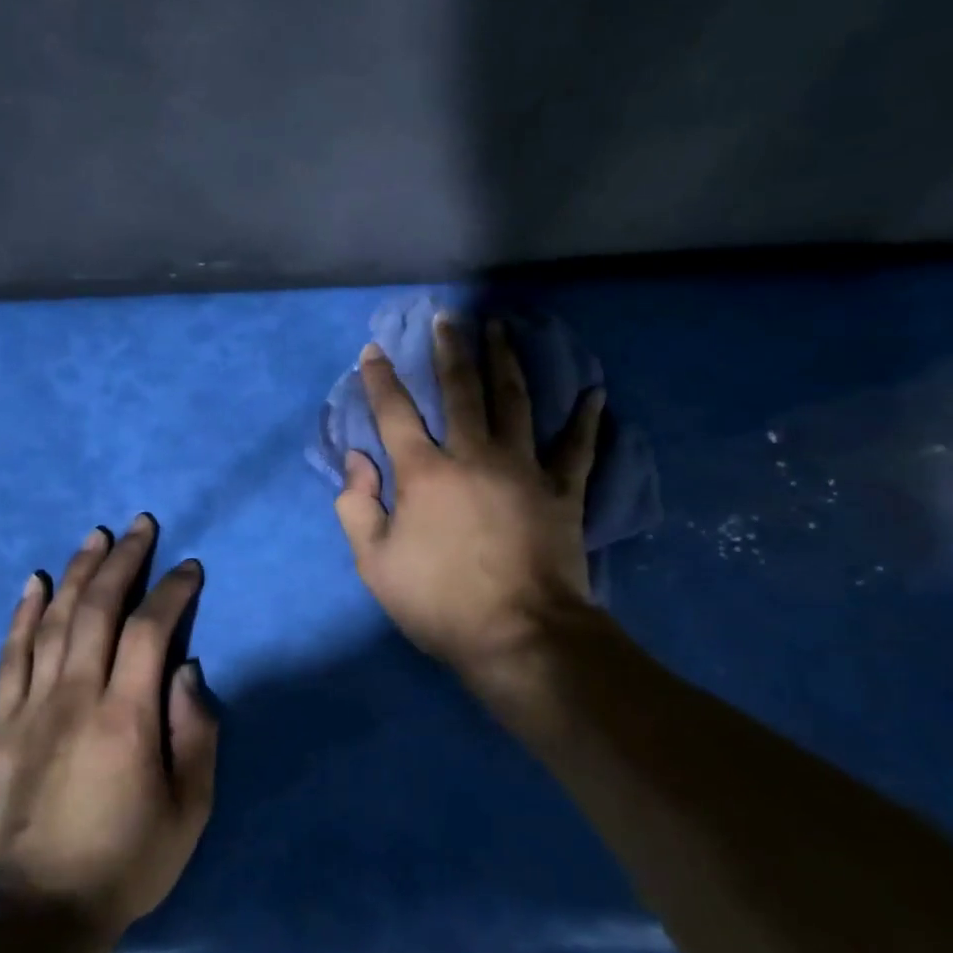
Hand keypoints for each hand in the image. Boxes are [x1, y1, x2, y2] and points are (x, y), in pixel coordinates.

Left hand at [0, 515, 216, 946]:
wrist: (41, 912)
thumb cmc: (128, 860)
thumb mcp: (190, 808)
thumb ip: (196, 732)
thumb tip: (188, 670)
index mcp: (127, 716)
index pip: (151, 630)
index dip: (172, 591)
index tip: (189, 568)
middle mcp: (76, 696)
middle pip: (98, 609)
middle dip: (123, 561)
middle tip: (141, 525)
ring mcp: (32, 705)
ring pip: (54, 620)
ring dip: (77, 571)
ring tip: (96, 536)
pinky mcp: (3, 722)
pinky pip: (11, 654)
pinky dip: (23, 613)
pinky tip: (35, 582)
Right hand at [335, 313, 604, 704]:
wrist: (519, 635)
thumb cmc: (439, 602)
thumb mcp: (375, 563)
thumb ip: (357, 506)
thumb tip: (357, 459)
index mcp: (424, 473)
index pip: (395, 413)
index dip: (381, 379)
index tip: (374, 350)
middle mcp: (474, 455)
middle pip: (461, 390)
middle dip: (450, 350)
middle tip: (448, 317)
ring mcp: (524, 468)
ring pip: (514, 401)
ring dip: (506, 361)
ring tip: (501, 329)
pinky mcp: (563, 490)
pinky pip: (578, 447)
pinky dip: (586, 420)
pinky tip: (595, 392)